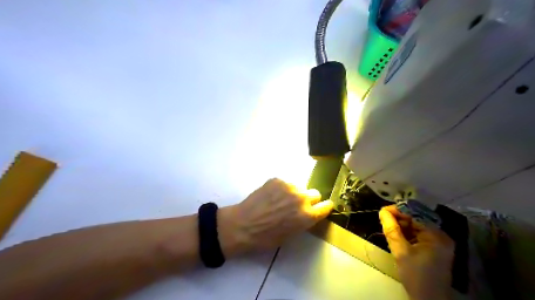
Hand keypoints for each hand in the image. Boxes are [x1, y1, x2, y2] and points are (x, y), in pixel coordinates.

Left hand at [220, 178, 332, 255]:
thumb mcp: (290, 235)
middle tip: (297, 205)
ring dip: (294, 193)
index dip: (325, 206)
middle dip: (309, 199)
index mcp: (307, 216)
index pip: (327, 206)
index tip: (323, 206)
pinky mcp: (277, 180)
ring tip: (279, 201)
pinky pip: (284, 183)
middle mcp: (302, 198)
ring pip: (299, 187)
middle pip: (315, 193)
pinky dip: (280, 189)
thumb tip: (306, 213)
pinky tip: (269, 196)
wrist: (243, 225)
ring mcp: (289, 186)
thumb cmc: (266, 237)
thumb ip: (303, 221)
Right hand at [380, 205, 454, 299]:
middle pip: (416, 220)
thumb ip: (392, 230)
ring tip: (387, 227)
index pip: (416, 214)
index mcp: (437, 235)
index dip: (398, 210)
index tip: (382, 211)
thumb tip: (382, 211)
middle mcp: (440, 236)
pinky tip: (395, 235)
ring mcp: (437, 242)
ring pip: (415, 227)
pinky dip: (405, 234)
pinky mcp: (432, 248)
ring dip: (400, 226)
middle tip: (383, 220)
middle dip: (399, 219)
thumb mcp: (401, 252)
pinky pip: (417, 235)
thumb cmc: (416, 276)